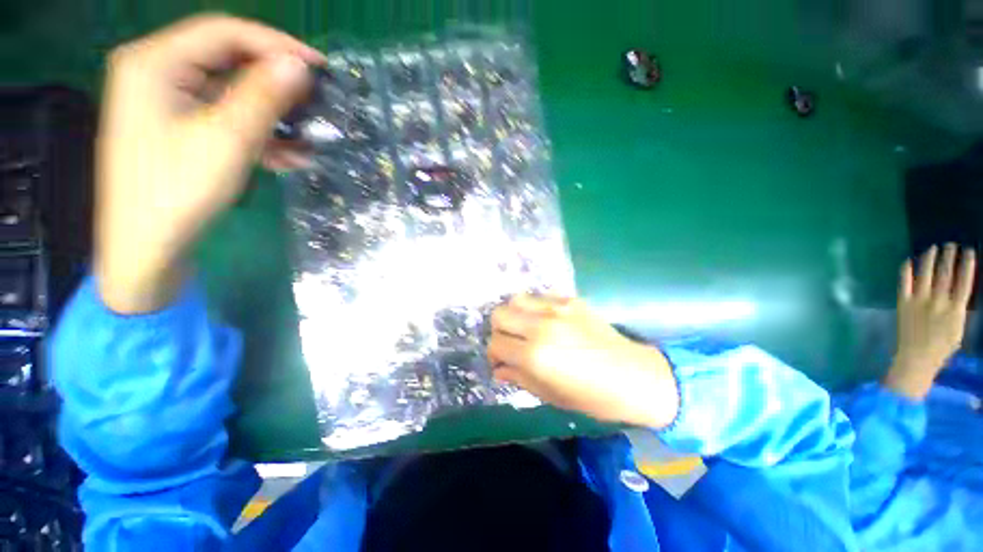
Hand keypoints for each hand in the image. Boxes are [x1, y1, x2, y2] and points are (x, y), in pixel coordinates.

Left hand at [95, 14, 323, 312]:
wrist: (148, 246)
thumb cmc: (178, 190)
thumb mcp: (227, 140)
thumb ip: (263, 96)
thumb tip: (299, 66)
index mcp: (155, 62)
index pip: (224, 32)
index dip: (276, 44)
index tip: (320, 67)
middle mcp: (157, 71)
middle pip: (227, 60)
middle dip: (275, 82)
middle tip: (317, 100)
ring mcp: (167, 100)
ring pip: (230, 92)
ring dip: (272, 115)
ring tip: (309, 137)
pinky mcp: (178, 125)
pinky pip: (224, 117)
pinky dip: (257, 133)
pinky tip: (288, 157)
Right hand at [488, 294, 678, 428]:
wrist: (635, 376)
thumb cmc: (593, 397)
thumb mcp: (551, 395)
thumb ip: (519, 378)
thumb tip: (498, 369)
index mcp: (534, 355)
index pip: (496, 344)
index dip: (494, 354)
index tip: (502, 361)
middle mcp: (541, 326)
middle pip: (499, 314)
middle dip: (499, 331)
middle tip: (511, 342)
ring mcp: (556, 308)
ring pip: (516, 299)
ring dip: (514, 314)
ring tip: (525, 327)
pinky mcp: (570, 300)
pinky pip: (540, 297)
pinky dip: (535, 308)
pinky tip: (546, 321)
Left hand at [885, 243, 975, 398]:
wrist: (916, 360)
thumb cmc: (941, 347)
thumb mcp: (958, 329)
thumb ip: (958, 310)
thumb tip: (959, 292)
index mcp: (956, 310)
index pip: (964, 282)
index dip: (967, 264)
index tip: (969, 251)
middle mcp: (938, 302)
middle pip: (946, 274)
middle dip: (949, 257)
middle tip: (951, 244)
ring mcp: (919, 301)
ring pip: (926, 274)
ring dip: (930, 259)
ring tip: (933, 247)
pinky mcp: (903, 303)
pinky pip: (904, 282)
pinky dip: (906, 270)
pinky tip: (908, 260)